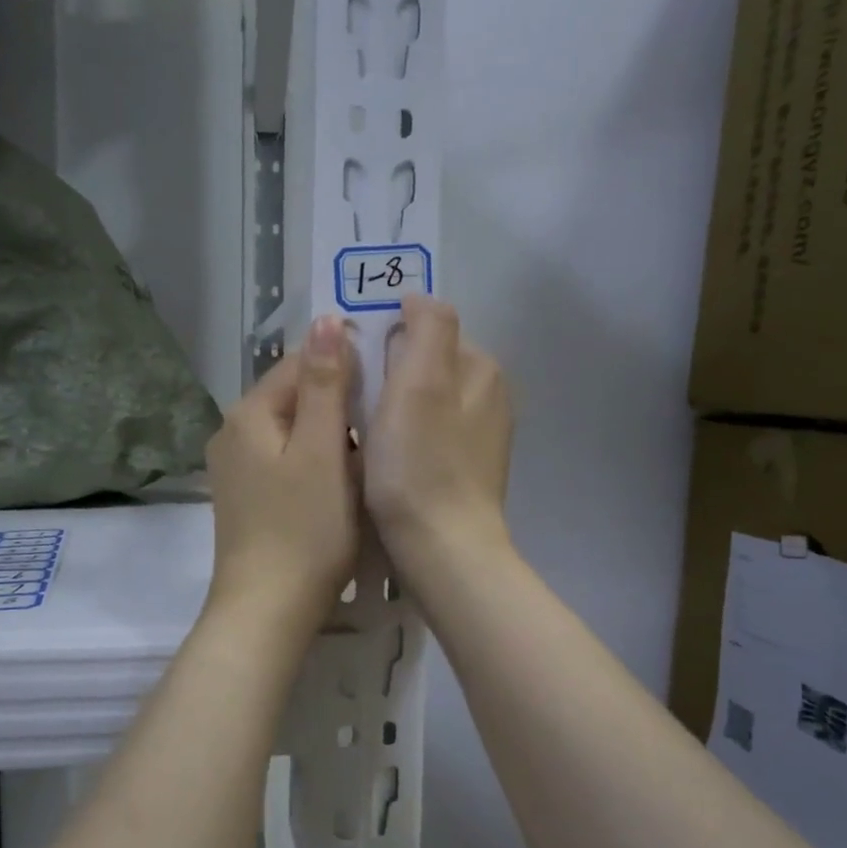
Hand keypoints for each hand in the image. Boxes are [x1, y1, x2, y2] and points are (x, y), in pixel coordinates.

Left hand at [206, 315, 359, 631]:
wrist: (267, 610)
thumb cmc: (304, 529)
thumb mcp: (321, 451)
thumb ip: (325, 384)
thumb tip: (326, 320)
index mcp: (249, 413)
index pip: (300, 362)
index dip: (346, 363)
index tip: (390, 380)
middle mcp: (233, 432)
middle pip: (295, 396)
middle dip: (340, 401)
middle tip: (386, 420)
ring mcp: (237, 467)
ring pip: (294, 430)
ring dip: (331, 433)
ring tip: (371, 450)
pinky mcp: (247, 496)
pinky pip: (287, 460)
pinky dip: (316, 461)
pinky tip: (342, 481)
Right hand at [364, 295, 512, 576]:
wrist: (442, 550)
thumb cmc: (420, 464)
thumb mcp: (421, 382)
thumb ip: (427, 328)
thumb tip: (419, 298)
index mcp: (482, 369)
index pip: (426, 330)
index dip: (386, 343)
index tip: (356, 373)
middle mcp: (490, 398)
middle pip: (425, 368)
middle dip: (389, 378)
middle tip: (356, 408)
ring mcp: (481, 439)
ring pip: (423, 404)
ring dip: (392, 411)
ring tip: (365, 438)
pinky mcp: (467, 472)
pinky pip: (427, 438)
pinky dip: (405, 441)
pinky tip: (387, 465)